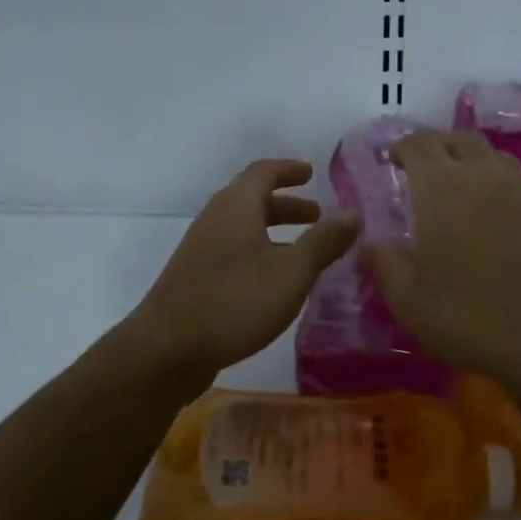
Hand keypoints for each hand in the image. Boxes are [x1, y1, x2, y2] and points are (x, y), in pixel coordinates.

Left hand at [127, 159, 357, 378]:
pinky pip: (233, 251)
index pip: (263, 172)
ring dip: (273, 231)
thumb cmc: (234, 302)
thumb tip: (353, 212)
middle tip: (316, 215)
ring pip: (242, 228)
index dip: (289, 169)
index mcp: (236, 207)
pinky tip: (274, 283)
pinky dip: (259, 252)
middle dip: (286, 204)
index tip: (312, 173)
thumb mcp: (291, 273)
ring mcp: (200, 250)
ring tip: (302, 251)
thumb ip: (324, 242)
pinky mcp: (194, 278)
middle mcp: (214, 220)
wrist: (166, 350)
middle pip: (252, 199)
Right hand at [365, 131, 520, 387]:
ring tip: (463, 189)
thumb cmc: (471, 316)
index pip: (419, 144)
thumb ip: (384, 266)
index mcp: (442, 188)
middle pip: (461, 139)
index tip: (392, 161)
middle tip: (425, 171)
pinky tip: (499, 218)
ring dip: (474, 162)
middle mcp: (484, 176)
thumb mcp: (409, 302)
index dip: (402, 146)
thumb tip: (367, 244)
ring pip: (496, 156)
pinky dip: (503, 189)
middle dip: (439, 146)